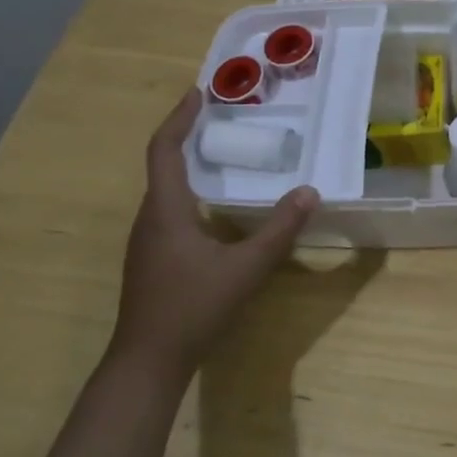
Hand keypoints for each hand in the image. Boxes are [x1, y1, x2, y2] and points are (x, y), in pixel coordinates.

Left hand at [110, 89, 319, 380]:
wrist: (146, 363)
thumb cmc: (192, 309)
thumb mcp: (245, 269)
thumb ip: (279, 230)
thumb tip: (310, 192)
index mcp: (166, 210)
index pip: (164, 150)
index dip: (179, 118)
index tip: (198, 92)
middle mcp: (150, 218)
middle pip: (161, 163)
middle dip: (186, 133)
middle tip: (219, 114)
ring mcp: (147, 240)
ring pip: (164, 187)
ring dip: (187, 161)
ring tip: (220, 149)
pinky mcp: (151, 257)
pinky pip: (168, 207)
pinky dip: (188, 188)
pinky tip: (214, 202)